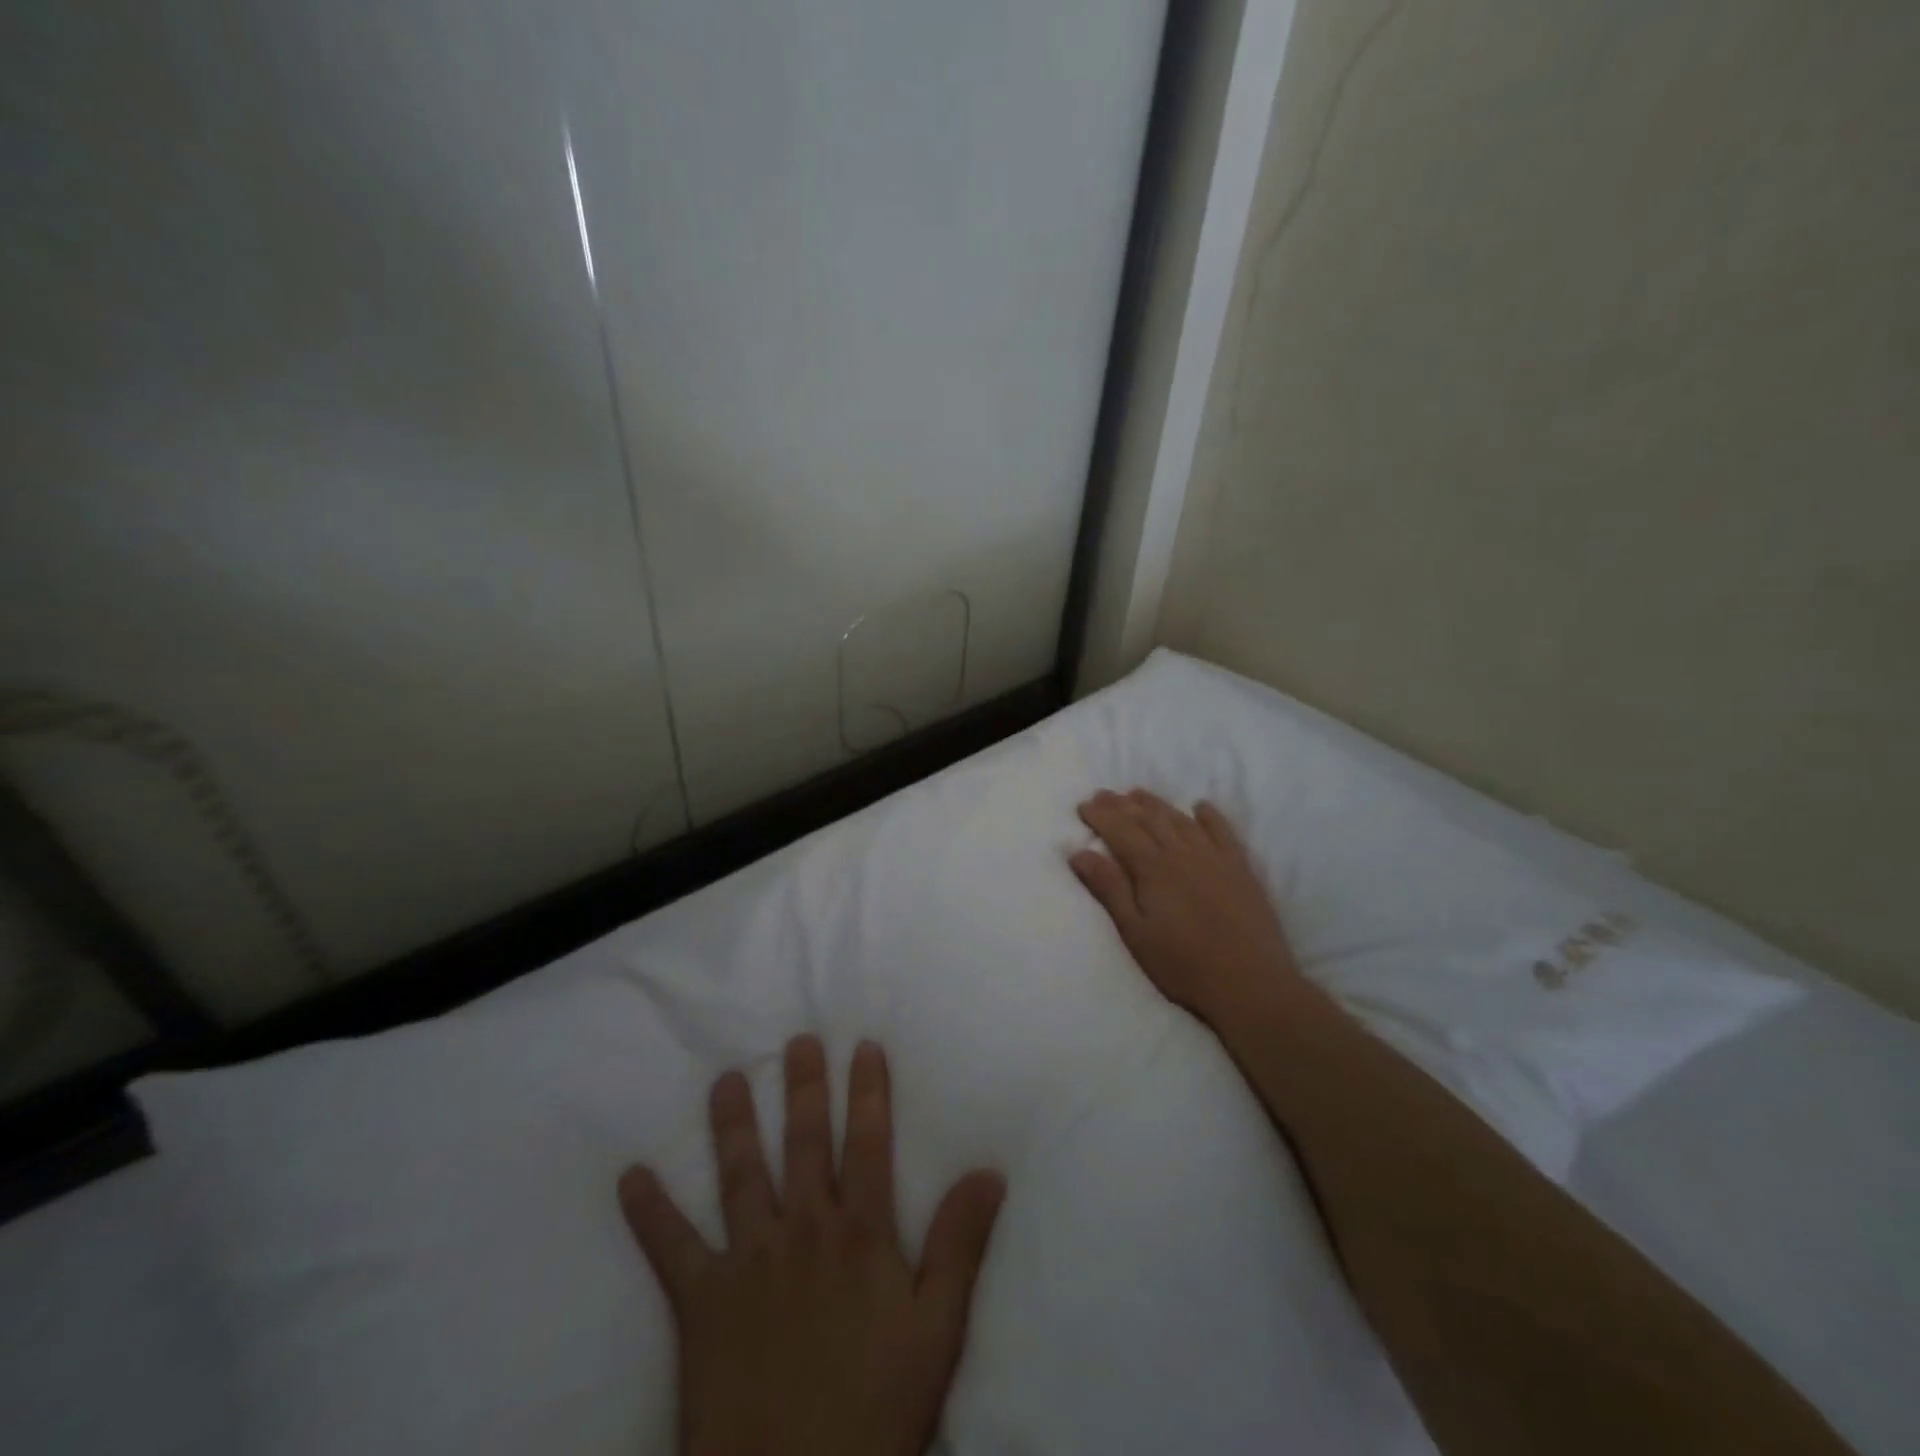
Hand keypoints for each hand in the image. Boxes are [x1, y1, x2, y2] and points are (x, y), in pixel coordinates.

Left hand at [619, 1036, 1005, 1455]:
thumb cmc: (875, 1410)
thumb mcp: (938, 1330)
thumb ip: (960, 1244)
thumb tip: (989, 1170)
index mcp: (860, 1234)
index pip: (867, 1143)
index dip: (867, 1092)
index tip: (862, 1046)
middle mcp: (803, 1229)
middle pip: (804, 1143)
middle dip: (803, 1087)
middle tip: (797, 1041)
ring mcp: (748, 1261)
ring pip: (741, 1174)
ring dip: (733, 1124)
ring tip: (727, 1079)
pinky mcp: (700, 1302)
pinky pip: (671, 1248)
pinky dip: (650, 1212)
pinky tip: (629, 1176)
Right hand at [1070, 789, 1302, 1023]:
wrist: (1250, 983)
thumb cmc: (1183, 964)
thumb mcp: (1135, 932)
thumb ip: (1109, 889)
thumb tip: (1079, 852)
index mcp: (1153, 868)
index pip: (1120, 831)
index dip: (1100, 816)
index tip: (1083, 805)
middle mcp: (1182, 853)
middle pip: (1148, 819)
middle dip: (1122, 804)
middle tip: (1103, 794)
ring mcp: (1215, 858)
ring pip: (1180, 819)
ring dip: (1157, 804)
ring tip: (1138, 794)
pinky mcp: (1240, 868)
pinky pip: (1223, 831)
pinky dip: (1209, 815)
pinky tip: (1200, 806)